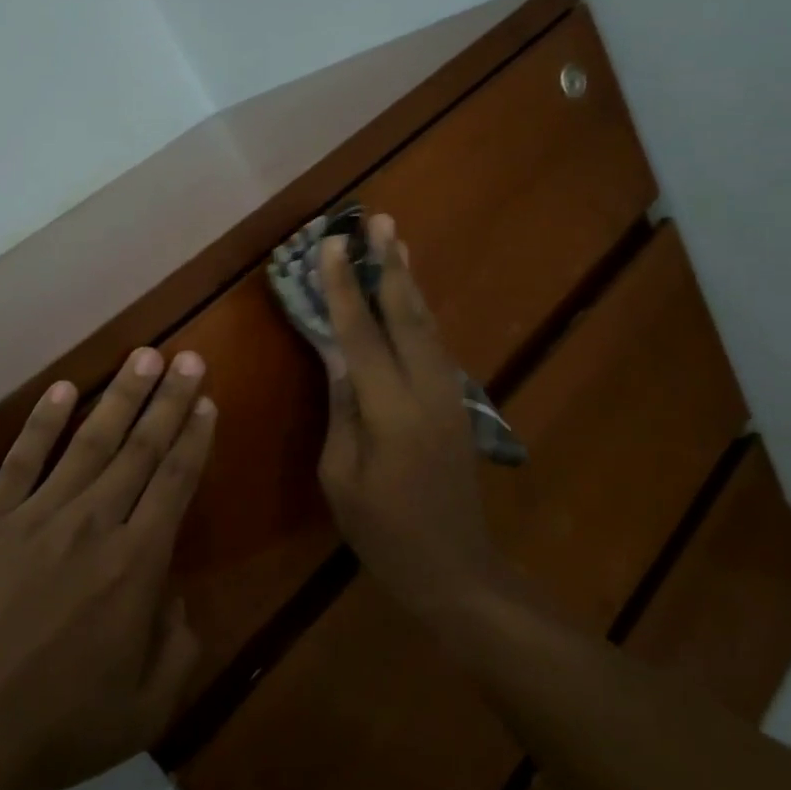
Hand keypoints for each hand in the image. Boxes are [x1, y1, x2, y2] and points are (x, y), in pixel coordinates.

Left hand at [0, 348, 213, 789]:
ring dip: (120, 395)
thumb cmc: (59, 725)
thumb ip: (179, 648)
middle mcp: (95, 524)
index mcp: (137, 563)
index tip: (206, 402)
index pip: (175, 482)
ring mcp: (38, 516)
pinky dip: (43, 421)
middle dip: (169, 399)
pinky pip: (22, 460)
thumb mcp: (147, 709)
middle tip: (188, 357)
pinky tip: (62, 389)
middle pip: (141, 448)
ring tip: (143, 355)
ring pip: (90, 442)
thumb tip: (178, 599)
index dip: (194, 437)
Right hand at [317, 214, 498, 612]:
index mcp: (391, 410)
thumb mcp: (342, 478)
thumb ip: (341, 411)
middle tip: (379, 219)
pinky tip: (410, 297)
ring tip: (397, 240)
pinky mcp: (456, 404)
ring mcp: (448, 395)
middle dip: (391, 265)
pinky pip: (434, 345)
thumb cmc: (386, 533)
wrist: (457, 570)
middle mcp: (427, 390)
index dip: (345, 288)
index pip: (361, 335)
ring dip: (410, 281)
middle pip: (407, 315)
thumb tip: (338, 359)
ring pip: (427, 325)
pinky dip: (419, 313)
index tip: (332, 245)